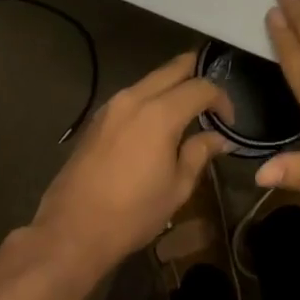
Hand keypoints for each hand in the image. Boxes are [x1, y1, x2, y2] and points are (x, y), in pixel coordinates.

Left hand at [30, 53, 232, 276]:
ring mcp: (113, 105)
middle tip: (213, 100)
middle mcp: (136, 97)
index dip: (222, 99)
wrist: (71, 232)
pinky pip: (134, 94)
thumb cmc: (132, 213)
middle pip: (176, 67)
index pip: (201, 87)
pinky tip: (158, 123)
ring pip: (153, 78)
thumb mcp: (177, 187)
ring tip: (188, 112)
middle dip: (199, 76)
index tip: (229, 121)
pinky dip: (153, 98)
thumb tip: (218, 137)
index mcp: (160, 113)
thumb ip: (200, 153)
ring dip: (174, 86)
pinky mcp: (98, 118)